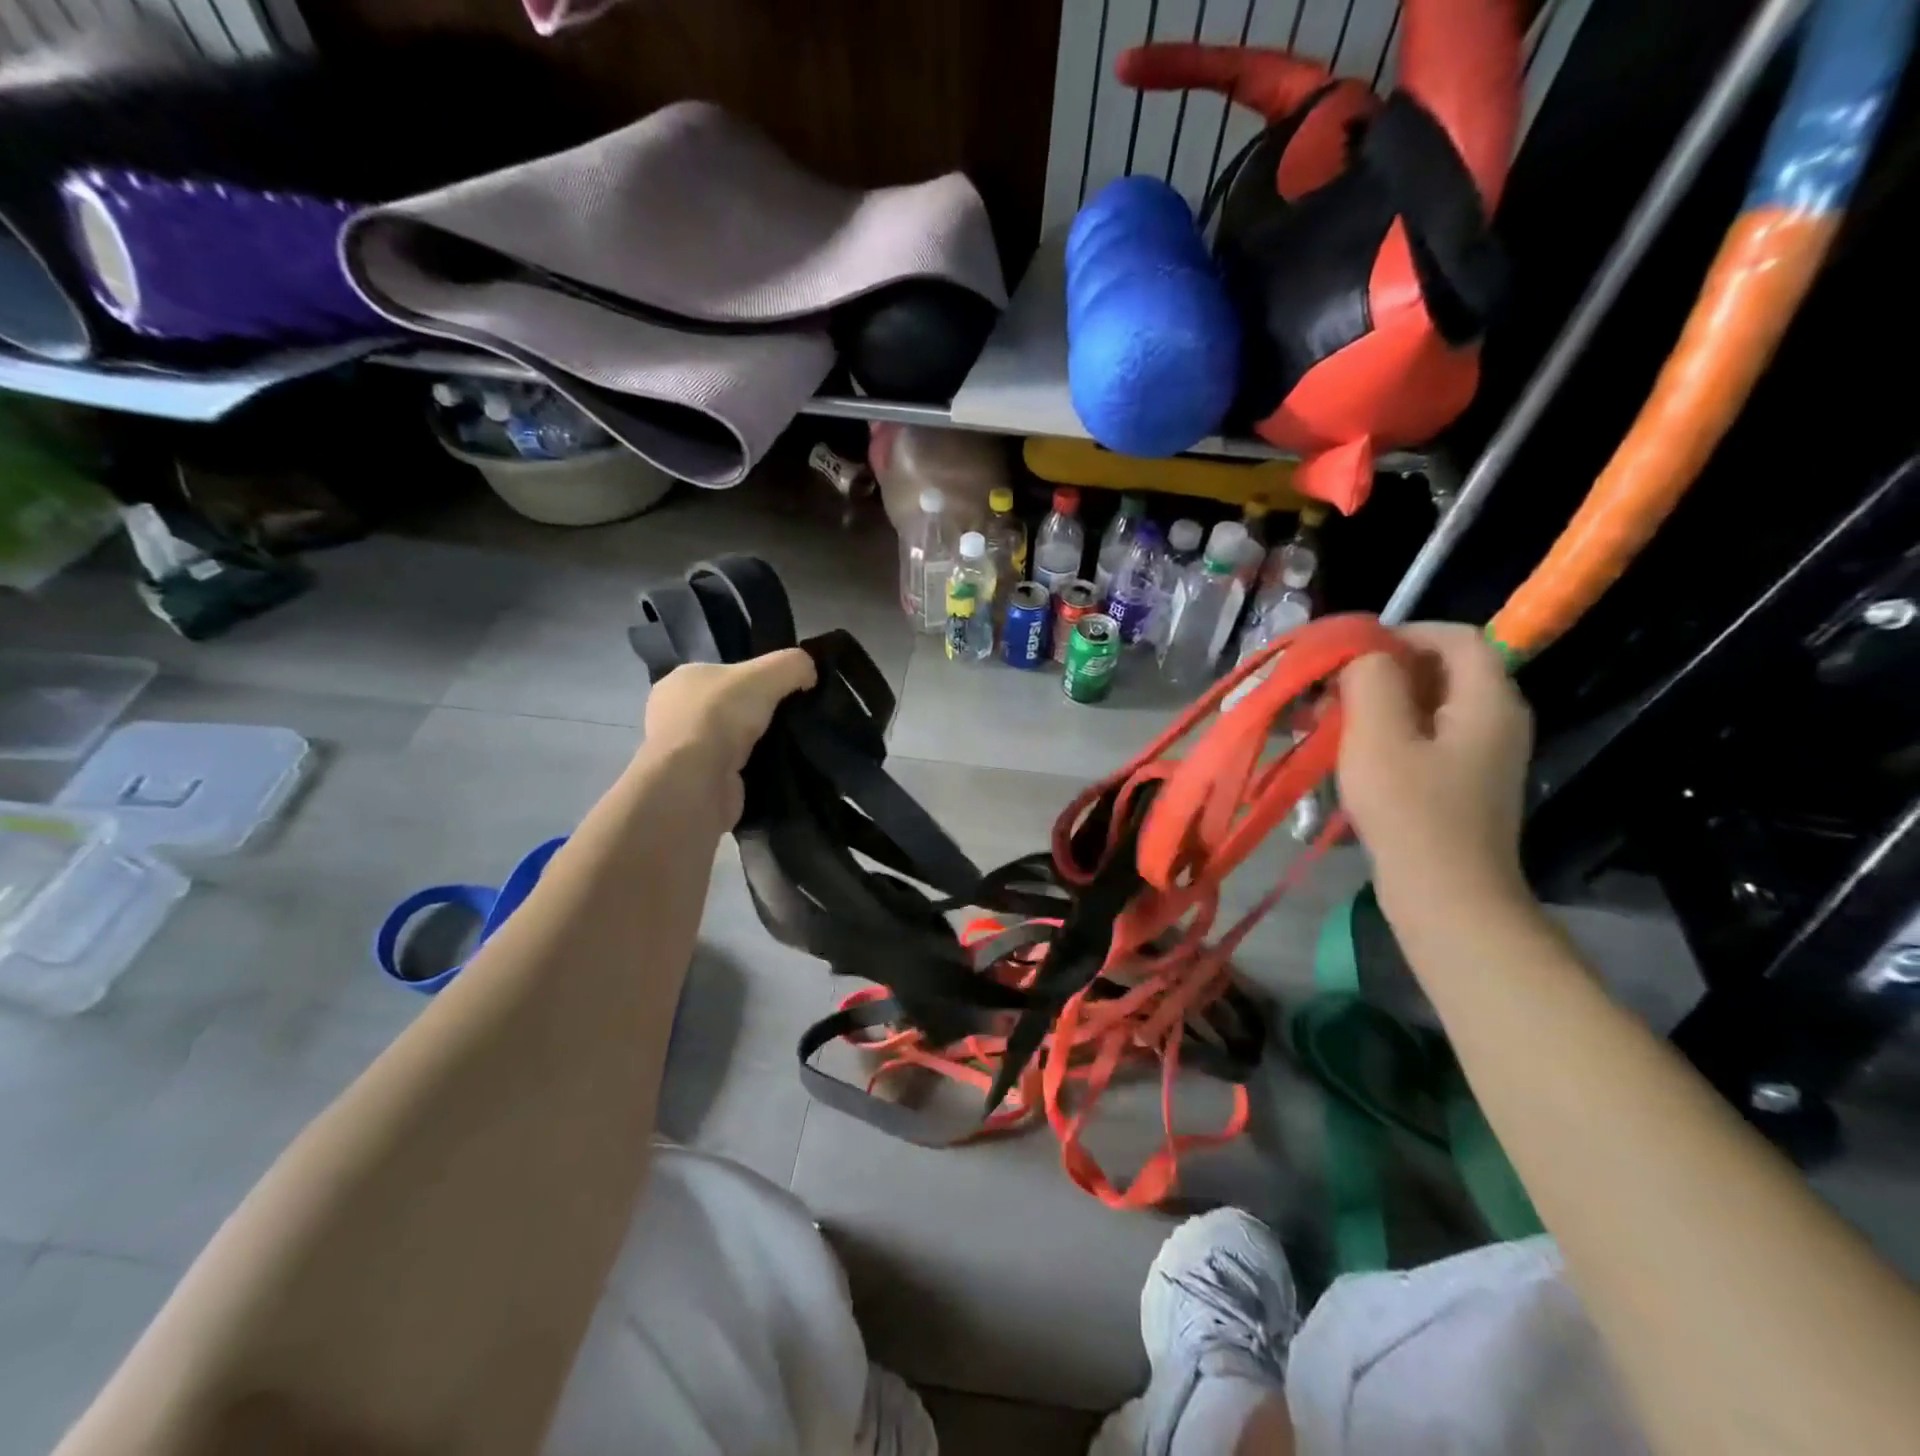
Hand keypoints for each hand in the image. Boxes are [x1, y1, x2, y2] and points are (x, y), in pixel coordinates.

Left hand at [640, 649, 816, 821]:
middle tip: (794, 720)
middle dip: (758, 714)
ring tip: (792, 747)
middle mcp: (676, 713)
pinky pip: (734, 771)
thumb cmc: (720, 716)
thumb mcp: (767, 674)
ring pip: (733, 741)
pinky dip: (754, 772)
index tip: (787, 691)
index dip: (756, 679)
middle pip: (730, 708)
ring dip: (758, 745)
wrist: (694, 782)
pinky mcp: (697, 783)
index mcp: (682, 680)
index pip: (725, 673)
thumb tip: (810, 673)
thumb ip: (793, 665)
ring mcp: (684, 751)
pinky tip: (776, 771)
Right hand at [1337, 623, 1532, 916]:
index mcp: (1488, 700)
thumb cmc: (1411, 812)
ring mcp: (1483, 755)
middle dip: (1383, 671)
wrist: (1448, 898)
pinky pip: (1427, 738)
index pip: (1457, 637)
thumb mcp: (1379, 737)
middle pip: (1443, 669)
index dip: (1404, 633)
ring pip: (1430, 706)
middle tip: (1332, 690)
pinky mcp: (1464, 783)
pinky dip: (1389, 733)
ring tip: (1330, 722)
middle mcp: (1497, 719)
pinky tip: (1352, 754)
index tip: (1352, 652)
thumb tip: (1366, 656)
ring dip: (1379, 704)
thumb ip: (1371, 680)